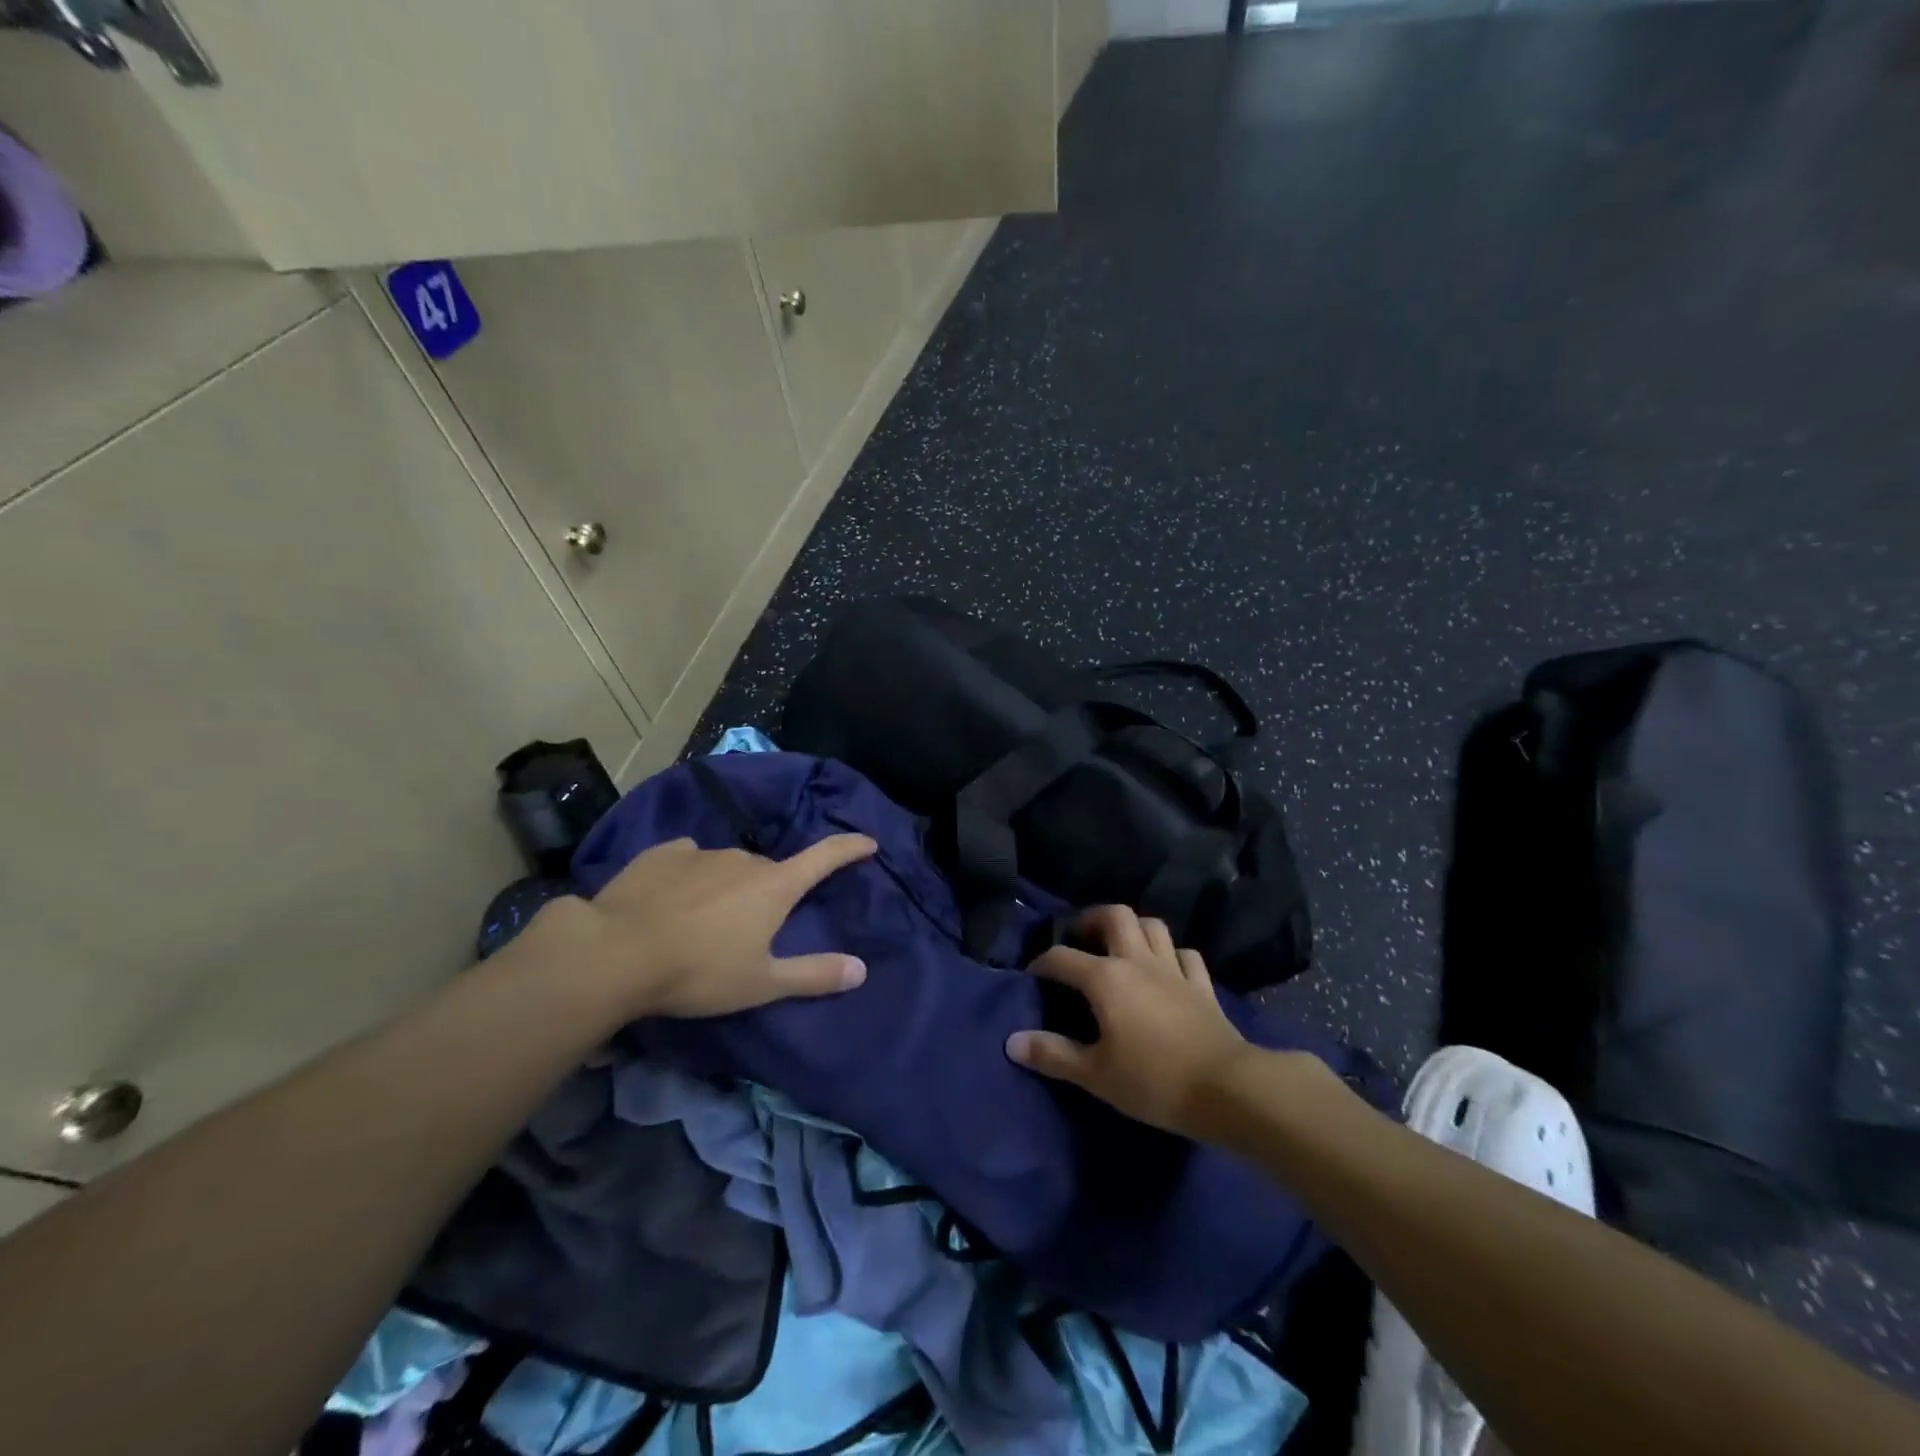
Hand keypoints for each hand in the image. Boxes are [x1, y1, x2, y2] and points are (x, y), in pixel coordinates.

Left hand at [528, 833, 876, 1021]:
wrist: (614, 953)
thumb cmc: (698, 971)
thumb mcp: (762, 984)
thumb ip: (814, 975)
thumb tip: (862, 970)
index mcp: (775, 885)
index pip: (825, 858)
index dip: (849, 848)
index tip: (868, 842)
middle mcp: (744, 859)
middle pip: (771, 871)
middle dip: (772, 891)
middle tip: (755, 928)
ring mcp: (701, 852)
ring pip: (729, 866)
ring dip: (729, 886)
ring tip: (706, 921)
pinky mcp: (662, 854)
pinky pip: (689, 860)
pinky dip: (691, 876)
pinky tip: (672, 899)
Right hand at [1005, 905, 1253, 1135]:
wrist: (1226, 1088)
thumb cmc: (1153, 1080)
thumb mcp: (1095, 1075)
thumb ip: (1053, 1055)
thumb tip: (1012, 1041)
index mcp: (1106, 978)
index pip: (1063, 958)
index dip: (1043, 963)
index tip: (1033, 975)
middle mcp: (1138, 961)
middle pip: (1116, 916)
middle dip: (1093, 919)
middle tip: (1082, 937)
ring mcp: (1174, 970)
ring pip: (1153, 926)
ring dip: (1134, 928)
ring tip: (1121, 946)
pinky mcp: (1202, 985)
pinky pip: (1185, 955)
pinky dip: (1171, 955)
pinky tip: (1166, 969)